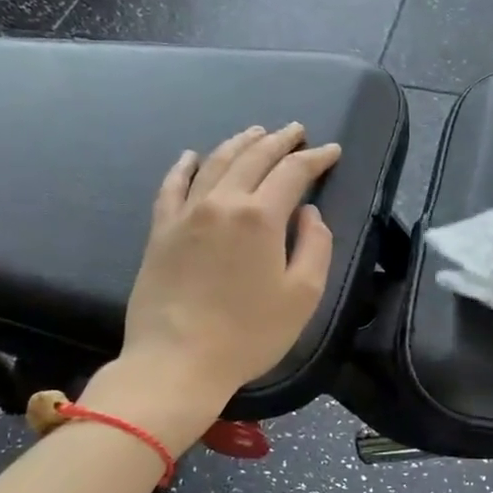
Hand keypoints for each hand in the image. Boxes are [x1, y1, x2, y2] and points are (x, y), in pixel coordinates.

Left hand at [93, 124, 341, 417]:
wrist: (177, 362)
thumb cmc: (249, 333)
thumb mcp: (303, 295)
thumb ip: (315, 246)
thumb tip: (308, 214)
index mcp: (260, 217)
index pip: (293, 172)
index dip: (315, 158)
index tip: (331, 151)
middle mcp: (222, 203)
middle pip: (253, 158)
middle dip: (279, 141)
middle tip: (296, 130)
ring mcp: (186, 214)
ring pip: (214, 163)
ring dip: (239, 143)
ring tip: (255, 133)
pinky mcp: (160, 231)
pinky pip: (172, 186)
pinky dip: (184, 166)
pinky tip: (192, 155)